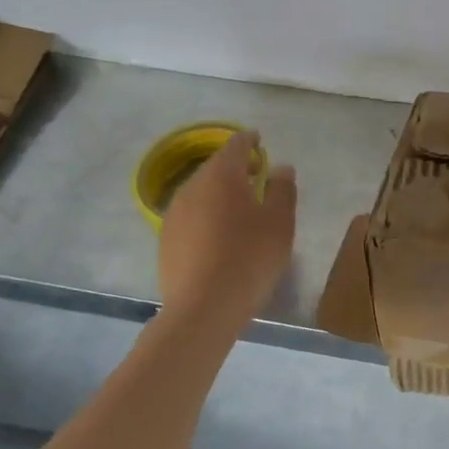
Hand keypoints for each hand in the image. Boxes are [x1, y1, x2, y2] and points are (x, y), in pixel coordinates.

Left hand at [157, 132, 296, 328]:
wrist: (203, 307)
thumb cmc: (249, 258)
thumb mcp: (279, 223)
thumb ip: (282, 189)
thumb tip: (280, 167)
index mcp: (221, 176)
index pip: (235, 145)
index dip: (250, 141)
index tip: (260, 143)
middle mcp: (192, 186)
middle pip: (215, 168)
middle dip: (235, 168)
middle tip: (256, 177)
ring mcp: (174, 213)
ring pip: (200, 192)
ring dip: (220, 193)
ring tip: (240, 209)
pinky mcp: (165, 239)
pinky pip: (191, 215)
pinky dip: (207, 215)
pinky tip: (219, 236)